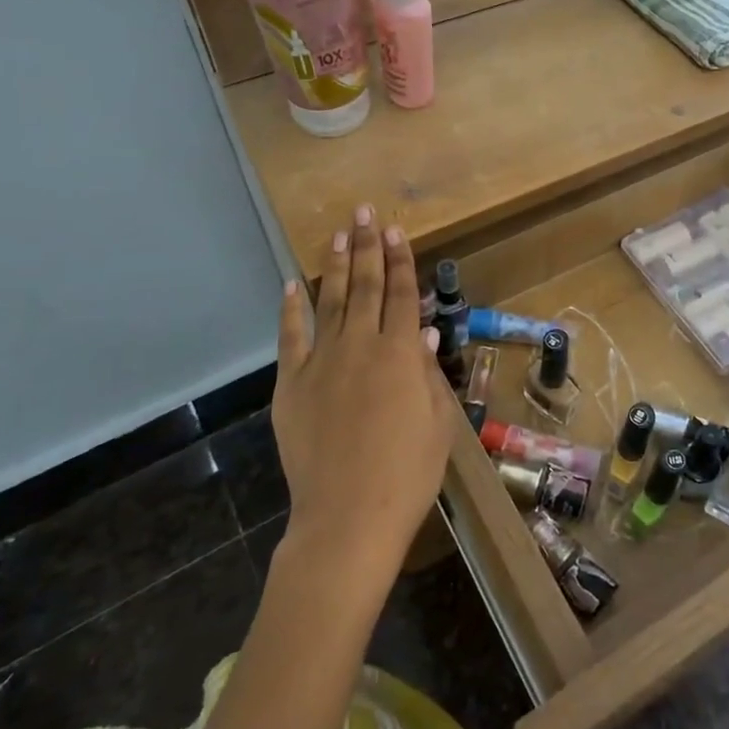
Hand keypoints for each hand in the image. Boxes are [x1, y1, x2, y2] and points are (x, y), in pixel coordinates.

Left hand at [271, 206, 449, 576]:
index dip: (401, 260)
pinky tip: (293, 285)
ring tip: (338, 233)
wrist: (348, 517)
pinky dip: (292, 310)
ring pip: (331, 302)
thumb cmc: (407, 474)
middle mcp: (361, 347)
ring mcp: (322, 363)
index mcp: (401, 354)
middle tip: (364, 211)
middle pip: (366, 287)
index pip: (402, 295)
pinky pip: (291, 338)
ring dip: (336, 265)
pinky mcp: (292, 385)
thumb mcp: (437, 423)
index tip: (396, 230)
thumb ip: (428, 373)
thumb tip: (425, 334)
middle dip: (367, 246)